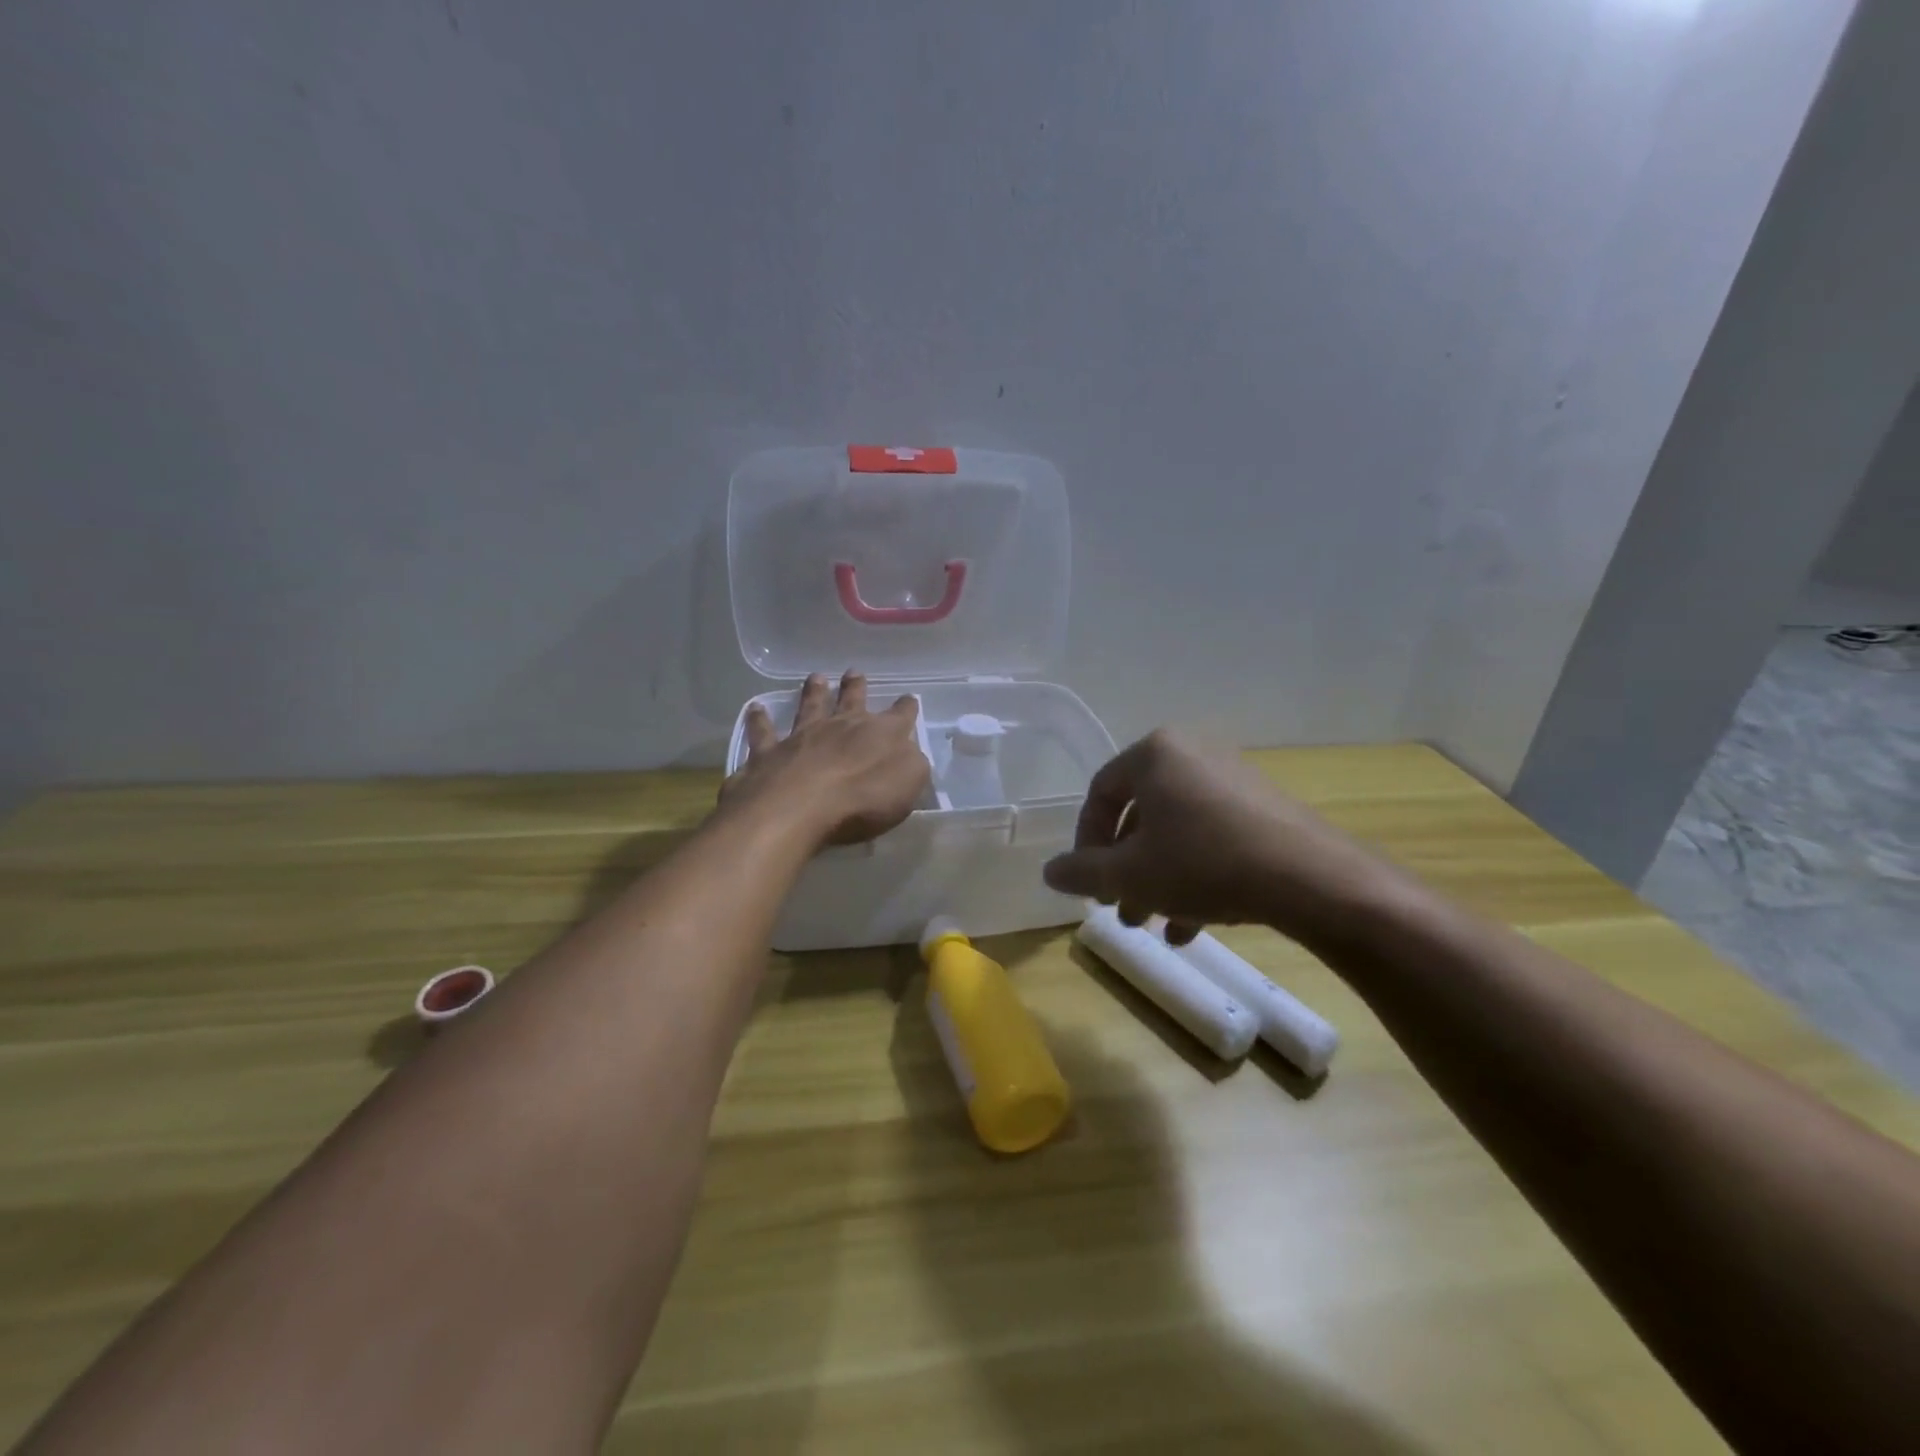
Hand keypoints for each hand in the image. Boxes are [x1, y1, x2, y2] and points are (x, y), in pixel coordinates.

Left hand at [718, 670, 930, 848]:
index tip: (909, 699)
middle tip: (854, 672)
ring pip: (809, 706)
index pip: (900, 716)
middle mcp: (840, 726)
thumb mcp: (908, 784)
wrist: (800, 807)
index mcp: (881, 734)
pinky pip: (763, 732)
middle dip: (855, 687)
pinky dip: (758, 720)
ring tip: (815, 677)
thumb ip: (912, 764)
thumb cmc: (863, 799)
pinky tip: (754, 709)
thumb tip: (910, 752)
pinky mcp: (768, 753)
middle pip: (851, 701)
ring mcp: (802, 736)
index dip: (906, 708)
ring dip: (813, 691)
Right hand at [1042, 729, 1408, 949]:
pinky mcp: (1262, 807)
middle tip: (1120, 911)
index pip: (1101, 793)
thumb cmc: (1202, 863)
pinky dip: (1194, 875)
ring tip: (1153, 925)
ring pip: (1176, 832)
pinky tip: (1192, 925)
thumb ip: (1082, 872)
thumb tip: (1049, 872)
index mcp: (1154, 754)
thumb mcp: (1129, 874)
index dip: (1085, 842)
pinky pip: (1212, 837)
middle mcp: (1192, 754)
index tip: (1087, 884)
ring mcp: (1232, 778)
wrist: (1309, 878)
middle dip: (1125, 870)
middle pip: (1141, 816)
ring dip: (1157, 880)